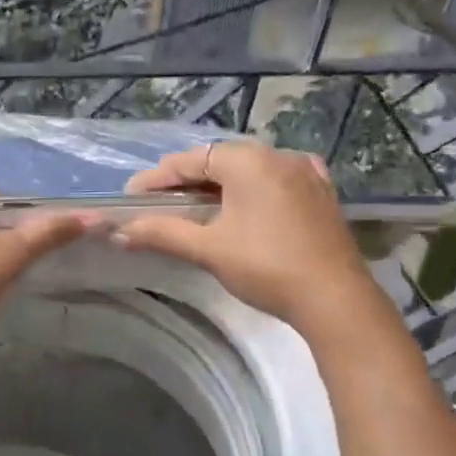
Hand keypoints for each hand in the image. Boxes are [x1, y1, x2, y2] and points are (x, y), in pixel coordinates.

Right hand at [114, 141, 376, 333]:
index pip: (188, 161)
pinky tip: (249, 202)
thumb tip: (120, 232)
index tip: (130, 198)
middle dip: (185, 182)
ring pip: (249, 171)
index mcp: (247, 160)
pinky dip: (254, 189)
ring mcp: (306, 173)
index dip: (156, 179)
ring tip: (195, 207)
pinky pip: (277, 181)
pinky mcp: (322, 195)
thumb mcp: (207, 249)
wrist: (334, 300)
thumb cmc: (265, 266)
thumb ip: (161, 233)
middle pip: (218, 161)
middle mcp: (278, 156)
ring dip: (219, 186)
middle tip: (157, 204)